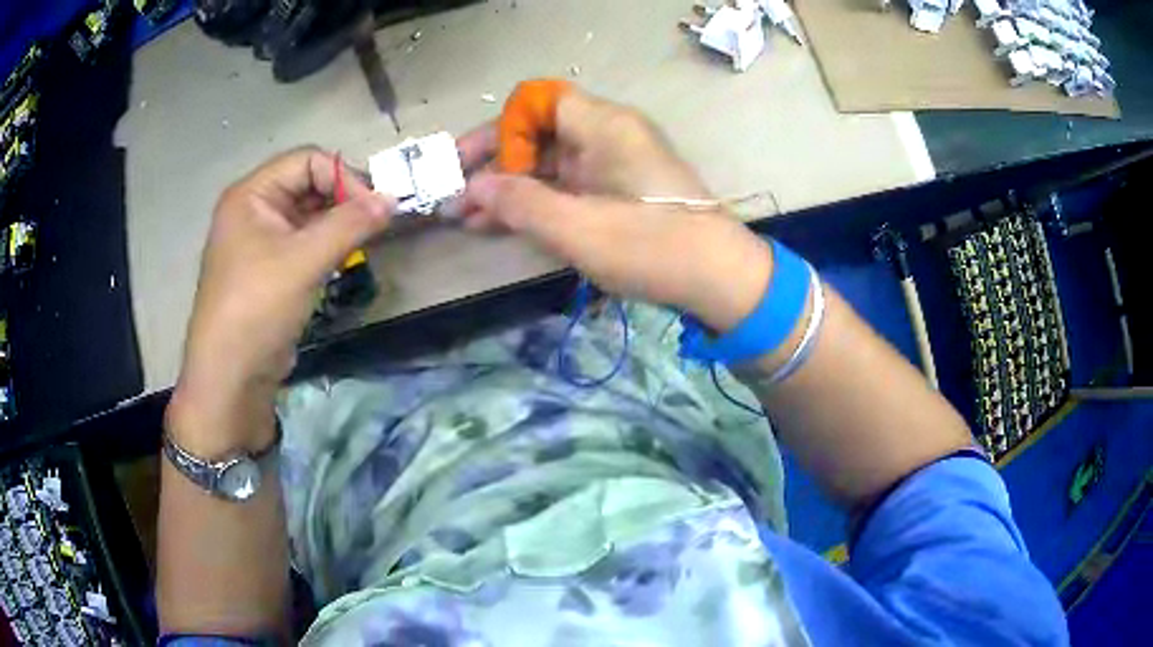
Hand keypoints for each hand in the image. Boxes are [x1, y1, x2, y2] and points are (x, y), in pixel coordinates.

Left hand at [169, 148, 392, 452]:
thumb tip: (392, 199)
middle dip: (343, 200)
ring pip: (309, 215)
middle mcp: (254, 210)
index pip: (306, 161)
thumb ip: (350, 225)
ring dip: (338, 224)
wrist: (230, 376)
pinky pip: (304, 243)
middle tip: (375, 223)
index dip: (342, 176)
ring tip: (365, 241)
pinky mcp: (270, 269)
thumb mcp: (303, 261)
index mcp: (251, 194)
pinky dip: (327, 245)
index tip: (373, 207)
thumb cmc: (257, 307)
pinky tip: (345, 259)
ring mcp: (260, 241)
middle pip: (308, 185)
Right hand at [458, 89, 772, 332]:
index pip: (536, 102)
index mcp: (603, 125)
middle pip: (538, 133)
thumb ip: (520, 203)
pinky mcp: (618, 190)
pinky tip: (500, 224)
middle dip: (493, 164)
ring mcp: (614, 163)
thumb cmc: (652, 246)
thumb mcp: (577, 227)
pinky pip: (567, 185)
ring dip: (508, 187)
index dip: (498, 128)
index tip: (469, 165)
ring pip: (549, 162)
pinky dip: (536, 201)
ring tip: (465, 218)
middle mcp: (608, 134)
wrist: (720, 278)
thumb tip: (472, 188)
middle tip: (453, 195)